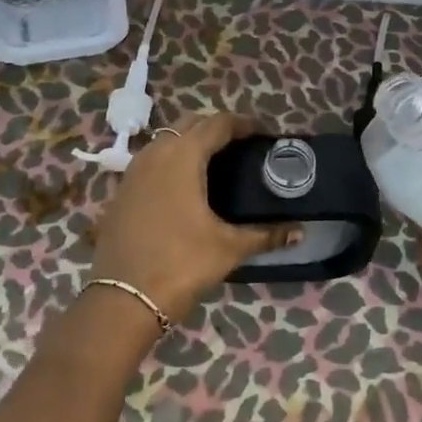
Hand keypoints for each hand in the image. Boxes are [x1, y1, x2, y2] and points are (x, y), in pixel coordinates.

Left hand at [92, 113, 296, 322]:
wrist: (122, 298)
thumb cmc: (180, 264)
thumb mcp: (228, 248)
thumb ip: (265, 235)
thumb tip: (300, 232)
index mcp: (183, 156)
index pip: (217, 123)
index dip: (243, 123)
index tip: (263, 133)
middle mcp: (155, 153)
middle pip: (190, 124)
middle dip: (216, 127)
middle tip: (242, 145)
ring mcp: (133, 171)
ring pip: (166, 140)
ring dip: (190, 141)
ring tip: (216, 162)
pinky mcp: (122, 190)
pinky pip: (151, 160)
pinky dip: (171, 160)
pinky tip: (185, 185)